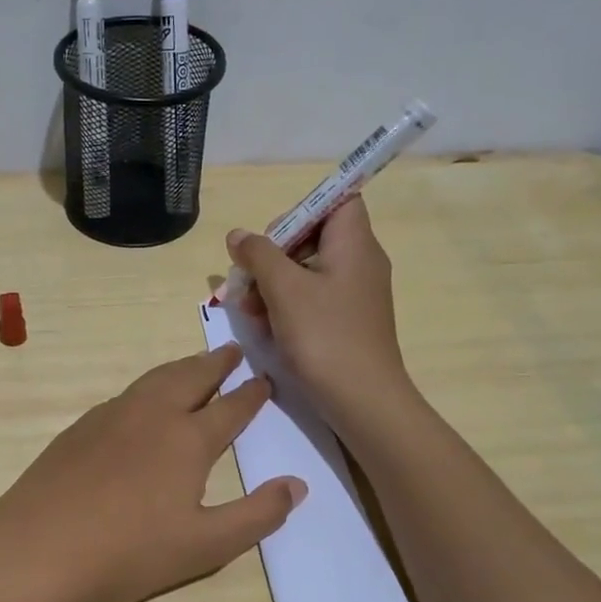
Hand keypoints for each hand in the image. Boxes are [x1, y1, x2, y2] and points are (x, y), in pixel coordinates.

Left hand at [0, 346, 305, 601]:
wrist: (40, 547)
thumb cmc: (130, 551)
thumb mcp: (206, 546)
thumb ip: (257, 515)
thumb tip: (298, 484)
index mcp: (188, 440)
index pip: (230, 408)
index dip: (251, 394)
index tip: (266, 379)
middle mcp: (152, 415)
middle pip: (191, 378)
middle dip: (216, 364)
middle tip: (233, 350)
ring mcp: (111, 417)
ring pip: (155, 379)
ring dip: (181, 367)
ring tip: (194, 364)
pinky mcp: (80, 428)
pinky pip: (125, 394)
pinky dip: (147, 386)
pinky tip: (142, 400)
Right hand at [226, 196, 409, 423]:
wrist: (362, 401)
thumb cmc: (325, 336)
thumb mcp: (284, 290)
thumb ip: (258, 255)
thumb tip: (238, 235)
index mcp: (354, 244)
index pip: (336, 200)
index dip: (301, 210)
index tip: (272, 238)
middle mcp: (358, 262)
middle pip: (312, 237)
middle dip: (273, 255)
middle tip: (248, 279)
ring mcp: (352, 293)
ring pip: (305, 270)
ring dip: (272, 285)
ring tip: (250, 311)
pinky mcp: (344, 320)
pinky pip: (311, 298)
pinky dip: (285, 306)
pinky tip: (264, 327)